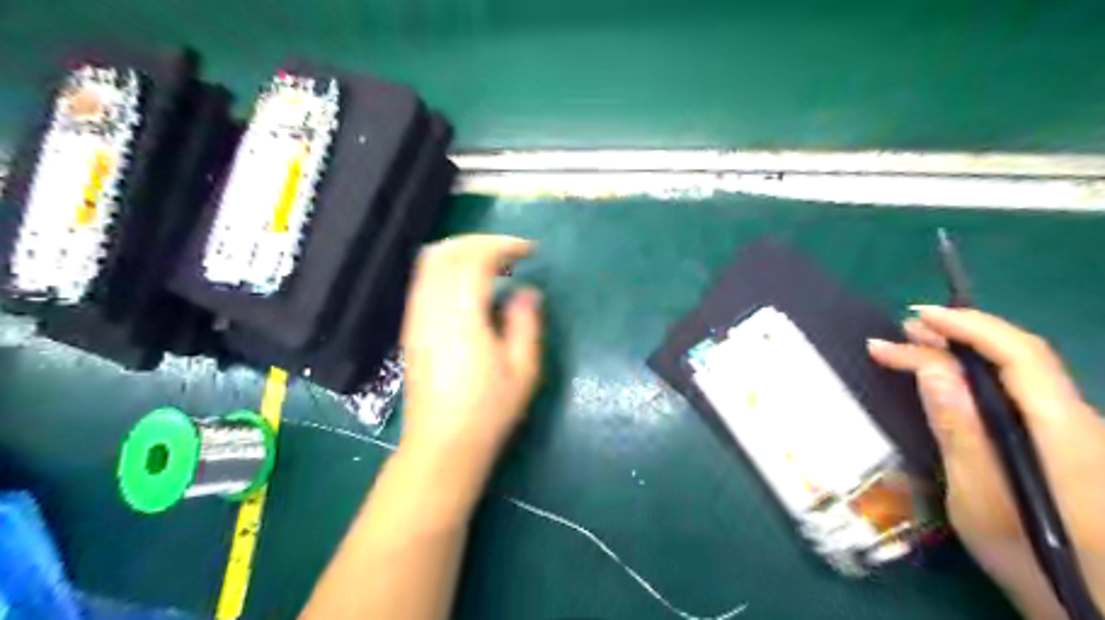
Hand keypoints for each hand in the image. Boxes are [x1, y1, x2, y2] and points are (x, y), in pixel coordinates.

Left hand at [404, 238, 544, 473]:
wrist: (442, 444)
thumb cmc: (488, 410)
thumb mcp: (523, 369)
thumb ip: (526, 322)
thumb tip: (527, 292)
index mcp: (462, 317)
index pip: (475, 259)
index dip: (503, 246)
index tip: (529, 251)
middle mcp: (432, 309)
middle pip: (447, 252)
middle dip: (481, 242)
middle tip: (511, 252)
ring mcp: (416, 317)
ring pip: (430, 263)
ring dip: (462, 252)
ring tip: (493, 263)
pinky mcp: (411, 328)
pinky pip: (424, 280)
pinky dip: (448, 268)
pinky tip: (469, 285)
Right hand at [872, 305, 1104, 618]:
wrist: (1096, 608)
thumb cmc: (1034, 560)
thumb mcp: (981, 500)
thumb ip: (960, 431)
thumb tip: (933, 370)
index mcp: (1064, 432)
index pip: (1020, 355)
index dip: (967, 327)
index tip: (915, 319)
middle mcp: (1079, 421)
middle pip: (1022, 356)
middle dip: (959, 333)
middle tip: (903, 329)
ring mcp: (1076, 431)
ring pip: (1022, 370)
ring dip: (966, 349)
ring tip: (917, 341)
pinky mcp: (1067, 442)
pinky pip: (1020, 390)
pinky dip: (977, 372)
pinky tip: (949, 376)